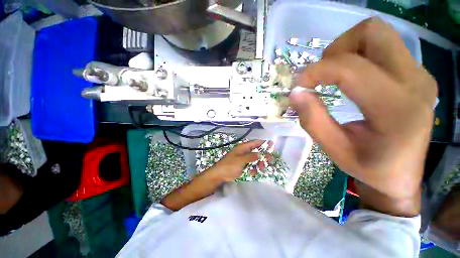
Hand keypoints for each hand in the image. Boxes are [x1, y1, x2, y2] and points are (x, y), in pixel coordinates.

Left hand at [210, 140, 265, 181]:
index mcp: (242, 148)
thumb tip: (259, 154)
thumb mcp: (240, 160)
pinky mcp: (242, 165)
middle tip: (270, 160)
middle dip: (263, 155)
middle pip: (256, 151)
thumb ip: (250, 156)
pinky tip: (254, 173)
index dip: (263, 143)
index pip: (254, 143)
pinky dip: (254, 168)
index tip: (272, 144)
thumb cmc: (229, 166)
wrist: (220, 175)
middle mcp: (244, 152)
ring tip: (261, 168)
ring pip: (255, 159)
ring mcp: (243, 159)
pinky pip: (251, 165)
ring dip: (259, 163)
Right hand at [289, 18, 436, 216]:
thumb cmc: (366, 168)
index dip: (315, 69)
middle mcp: (415, 80)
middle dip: (337, 48)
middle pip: (373, 34)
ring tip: (331, 74)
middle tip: (319, 72)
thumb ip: (311, 117)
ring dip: (347, 49)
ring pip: (380, 35)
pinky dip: (358, 56)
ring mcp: (419, 74)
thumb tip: (295, 91)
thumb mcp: (333, 147)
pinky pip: (383, 48)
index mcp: (397, 106)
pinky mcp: (415, 75)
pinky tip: (348, 78)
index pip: (349, 67)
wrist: (399, 177)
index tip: (296, 82)